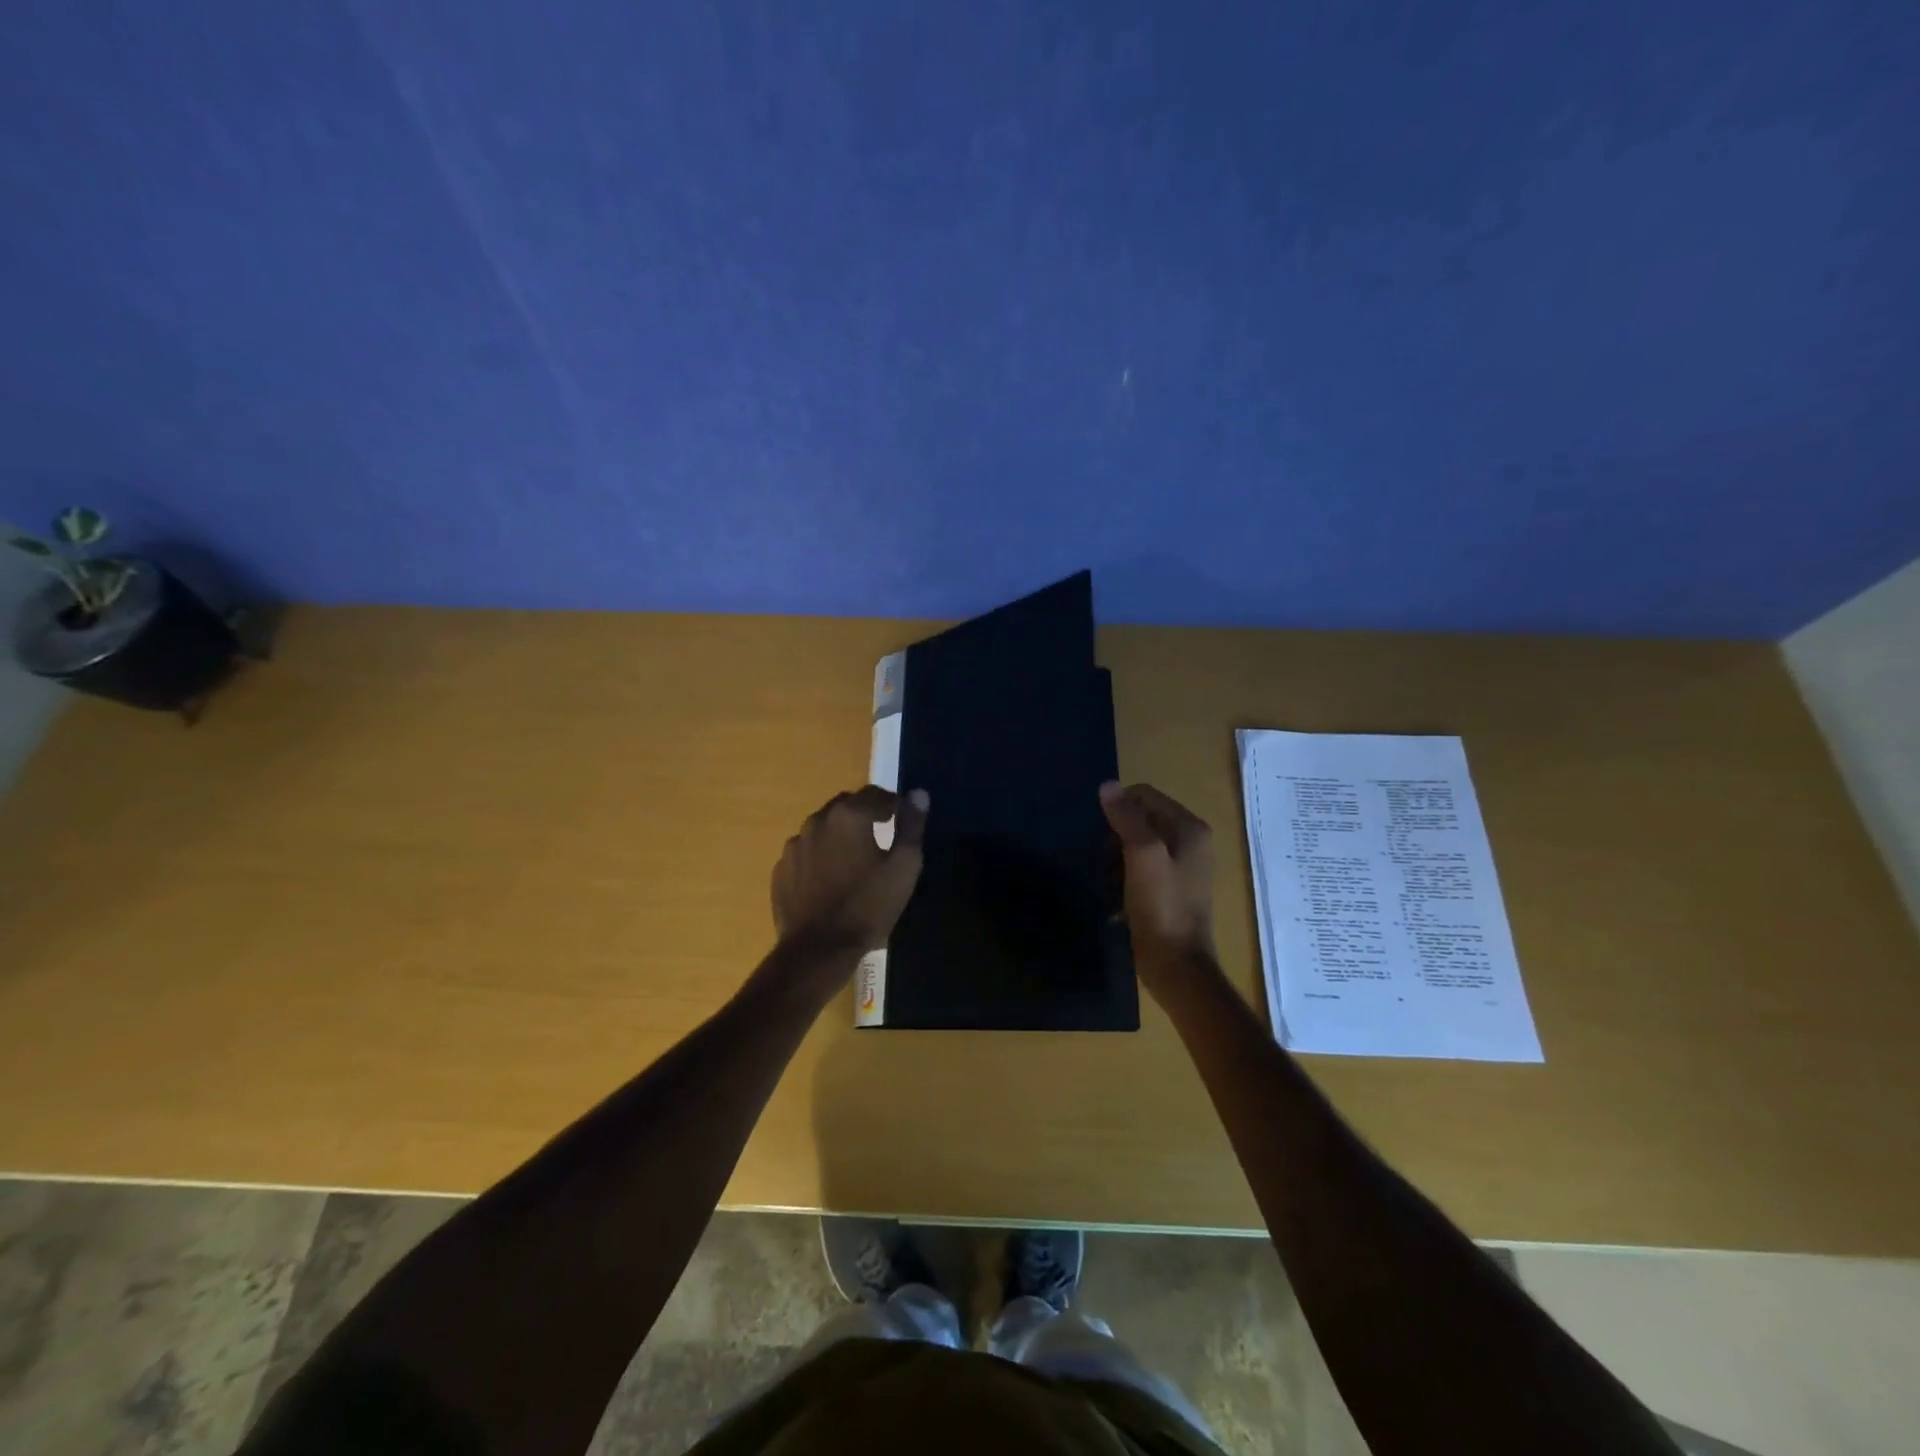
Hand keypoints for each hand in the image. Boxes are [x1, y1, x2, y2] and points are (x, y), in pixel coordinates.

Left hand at [771, 786, 928, 952]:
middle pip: (846, 806)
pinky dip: (820, 857)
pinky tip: (830, 880)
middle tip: (881, 839)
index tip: (903, 821)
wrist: (818, 950)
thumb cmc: (868, 907)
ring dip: (839, 835)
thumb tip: (919, 794)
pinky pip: (806, 852)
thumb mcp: (904, 868)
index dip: (893, 804)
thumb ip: (912, 826)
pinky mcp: (781, 869)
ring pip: (823, 828)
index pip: (876, 794)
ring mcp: (794, 845)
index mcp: (849, 815)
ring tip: (854, 861)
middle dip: (865, 815)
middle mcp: (817, 821)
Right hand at [1100, 781, 1216, 989]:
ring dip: (1116, 860)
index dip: (1118, 810)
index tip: (1101, 837)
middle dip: (1115, 837)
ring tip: (1107, 883)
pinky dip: (1124, 877)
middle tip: (1104, 863)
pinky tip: (1115, 897)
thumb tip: (1108, 785)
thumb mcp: (1142, 856)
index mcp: (1189, 828)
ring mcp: (1182, 866)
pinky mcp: (1171, 889)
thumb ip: (1126, 818)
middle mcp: (1191, 841)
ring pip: (1136, 845)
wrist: (1176, 967)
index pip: (1144, 795)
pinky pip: (1141, 868)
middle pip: (1140, 819)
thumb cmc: (1161, 907)